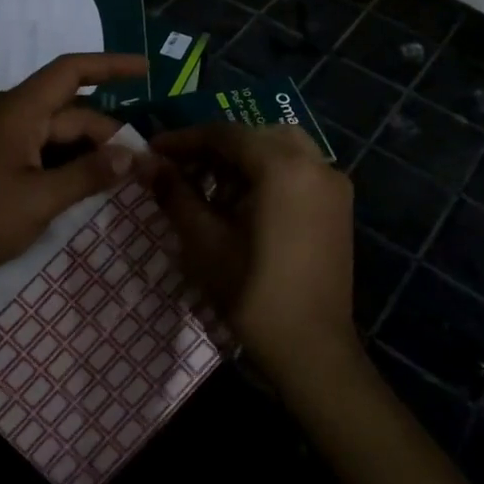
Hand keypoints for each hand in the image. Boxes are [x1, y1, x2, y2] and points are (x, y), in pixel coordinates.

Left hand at [0, 53, 151, 287]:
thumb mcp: (42, 199)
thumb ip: (89, 174)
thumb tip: (133, 156)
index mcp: (19, 111)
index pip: (70, 71)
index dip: (110, 65)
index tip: (146, 69)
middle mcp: (9, 116)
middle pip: (69, 111)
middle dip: (107, 131)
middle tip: (142, 161)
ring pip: (55, 133)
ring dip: (88, 148)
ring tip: (122, 172)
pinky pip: (40, 150)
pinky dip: (67, 161)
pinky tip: (87, 182)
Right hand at [149, 123, 358, 391]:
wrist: (312, 349)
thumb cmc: (252, 292)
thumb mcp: (204, 240)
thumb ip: (174, 192)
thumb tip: (145, 162)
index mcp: (284, 166)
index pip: (226, 134)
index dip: (185, 139)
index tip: (153, 151)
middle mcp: (315, 163)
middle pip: (256, 135)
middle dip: (215, 147)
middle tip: (181, 168)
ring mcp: (333, 185)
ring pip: (281, 150)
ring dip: (243, 159)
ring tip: (208, 188)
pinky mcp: (338, 207)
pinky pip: (298, 172)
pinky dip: (268, 174)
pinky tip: (241, 204)